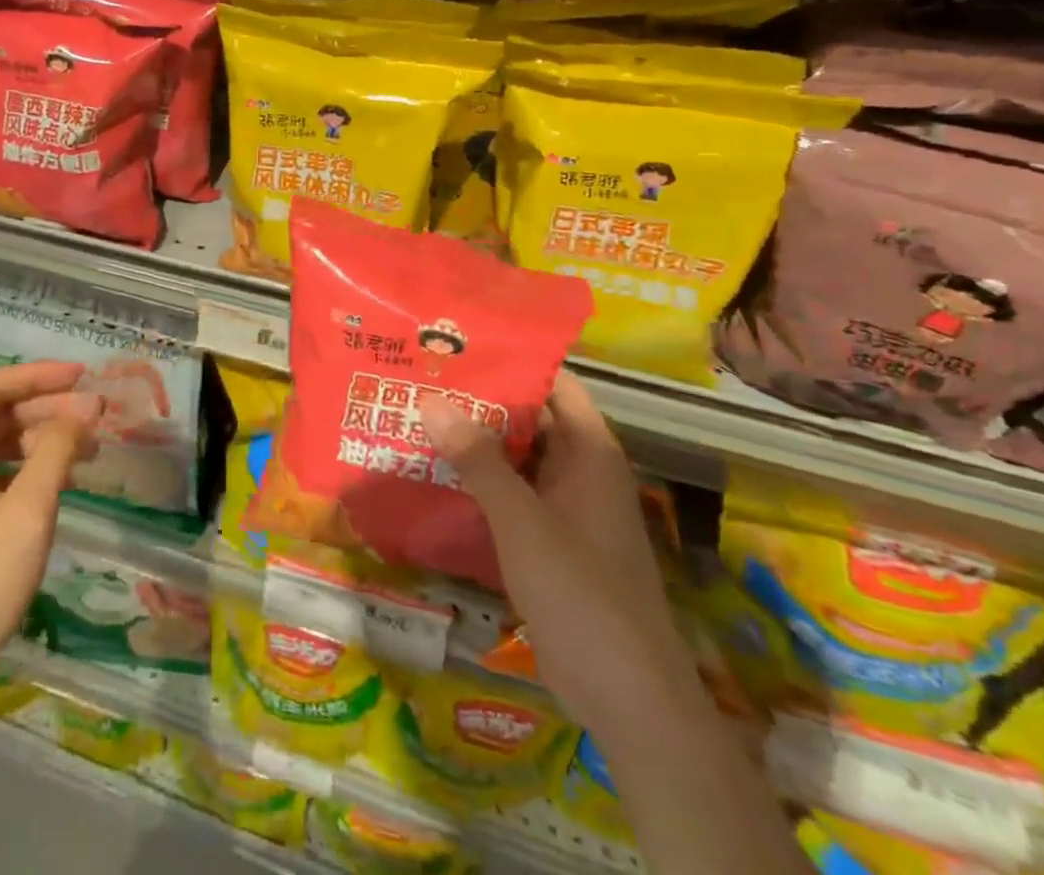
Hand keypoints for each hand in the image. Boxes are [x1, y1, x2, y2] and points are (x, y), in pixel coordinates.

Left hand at [0, 361, 99, 729]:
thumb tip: (87, 405)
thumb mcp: (27, 511)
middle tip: (96, 419)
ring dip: (42, 441)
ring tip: (88, 452)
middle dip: (48, 409)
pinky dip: (29, 471)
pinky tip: (59, 485)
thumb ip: (57, 450)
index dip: (40, 375)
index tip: (84, 378)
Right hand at [418, 370, 704, 745]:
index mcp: (589, 452)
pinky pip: (511, 495)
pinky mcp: (551, 542)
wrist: (629, 699)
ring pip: (516, 458)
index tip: (456, 345)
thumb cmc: (582, 594)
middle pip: (529, 417)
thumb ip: (478, 460)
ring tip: (414, 415)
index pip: (552, 382)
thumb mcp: (522, 521)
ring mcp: (566, 508)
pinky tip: (432, 475)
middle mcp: (580, 471)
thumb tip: (432, 399)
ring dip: (473, 442)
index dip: (510, 359)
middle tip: (420, 378)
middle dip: (478, 399)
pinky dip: (478, 482)